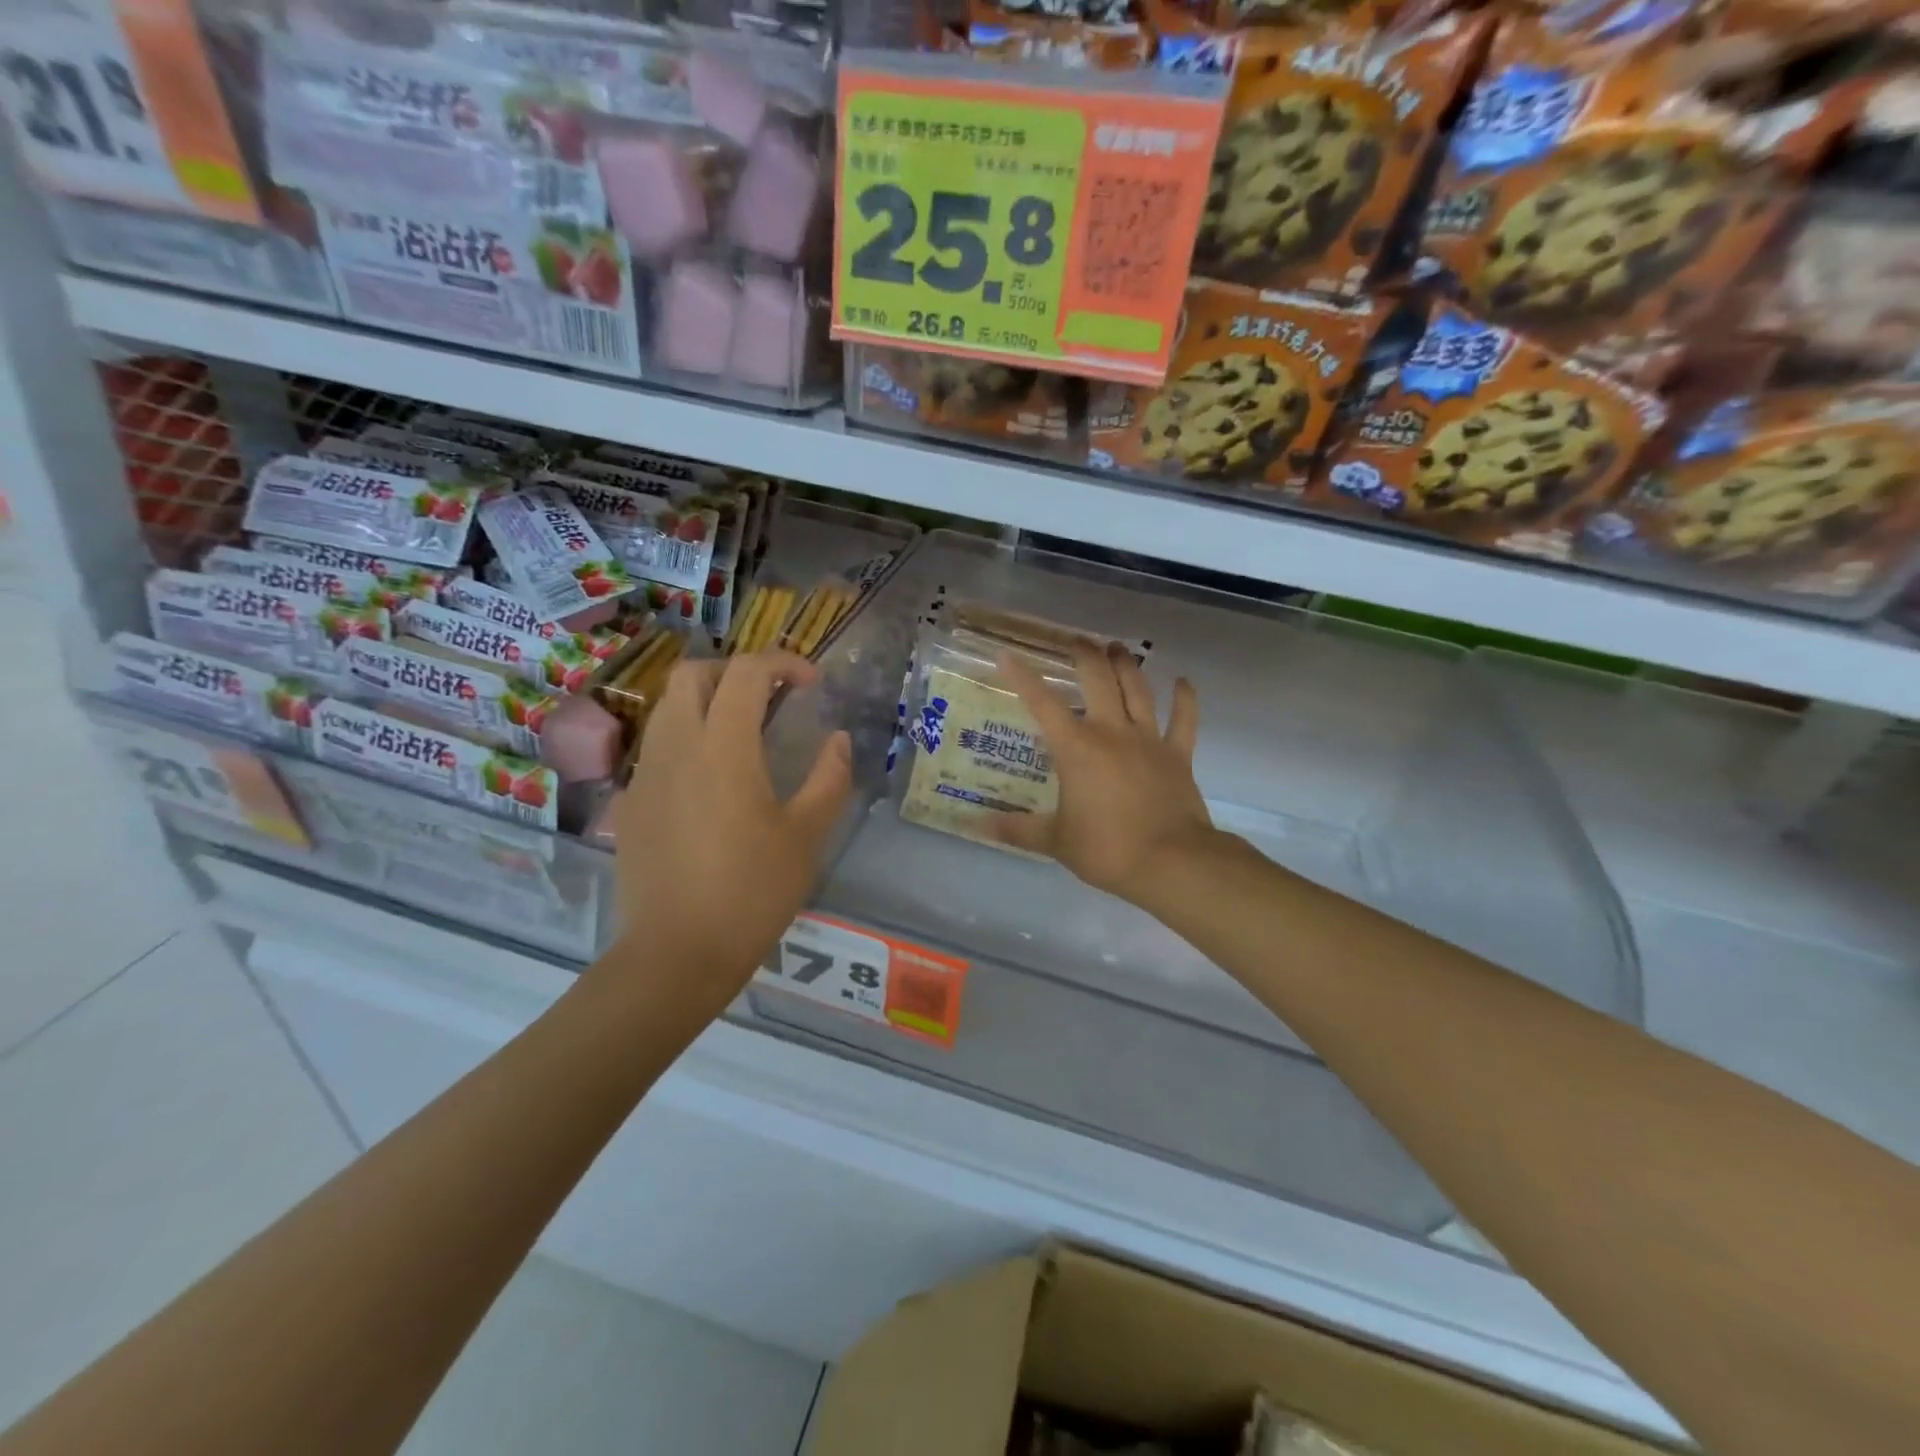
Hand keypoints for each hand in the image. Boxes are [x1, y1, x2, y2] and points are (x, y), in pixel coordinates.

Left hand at [612, 650, 851, 1012]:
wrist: (675, 954)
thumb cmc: (751, 893)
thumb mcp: (806, 836)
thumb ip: (829, 779)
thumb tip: (838, 740)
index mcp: (723, 747)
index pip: (747, 673)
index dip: (782, 664)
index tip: (811, 684)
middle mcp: (677, 746)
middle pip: (693, 674)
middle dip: (735, 672)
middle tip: (771, 698)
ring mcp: (647, 773)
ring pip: (668, 707)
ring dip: (707, 701)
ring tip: (744, 734)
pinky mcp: (633, 802)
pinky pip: (659, 746)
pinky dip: (688, 737)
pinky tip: (713, 780)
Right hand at [991, 640, 1215, 904]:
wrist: (1171, 862)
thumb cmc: (1107, 849)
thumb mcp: (1055, 841)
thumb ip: (1017, 829)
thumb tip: (977, 825)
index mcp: (1077, 749)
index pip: (1043, 704)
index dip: (1023, 677)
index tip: (1007, 654)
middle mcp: (1112, 732)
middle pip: (1098, 680)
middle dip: (1085, 654)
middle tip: (1076, 642)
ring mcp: (1149, 740)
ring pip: (1138, 690)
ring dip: (1126, 665)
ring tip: (1116, 647)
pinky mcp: (1178, 755)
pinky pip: (1184, 720)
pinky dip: (1185, 699)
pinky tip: (1183, 682)